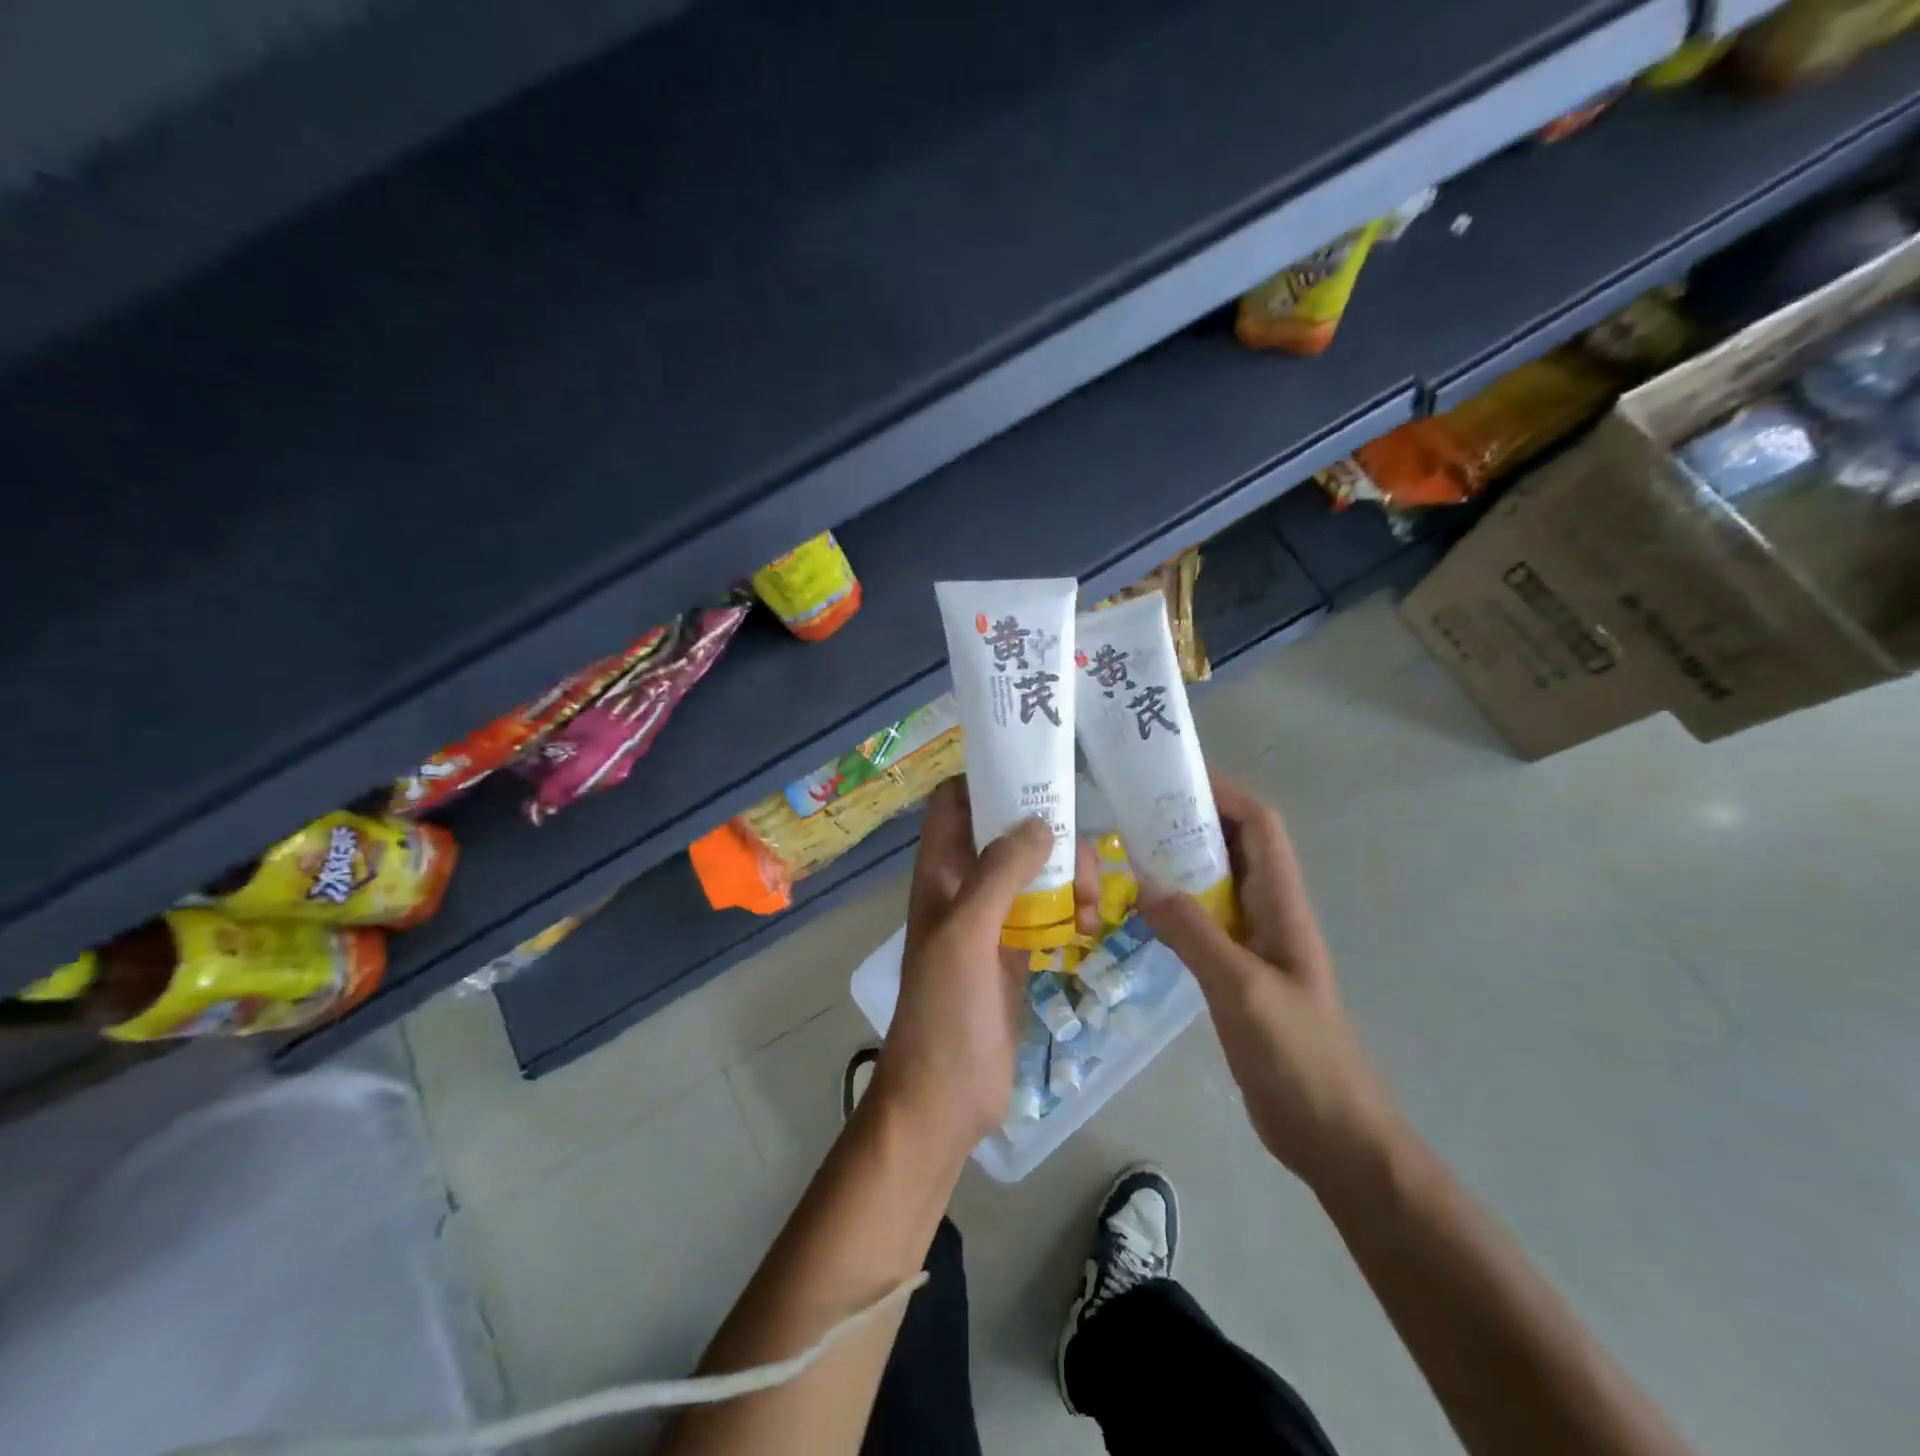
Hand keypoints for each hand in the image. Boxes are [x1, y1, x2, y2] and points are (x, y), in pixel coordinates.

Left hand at [872, 779, 1097, 1160]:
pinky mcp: (1017, 952)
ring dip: (1067, 877)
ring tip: (1089, 909)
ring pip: (1035, 871)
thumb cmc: (945, 1010)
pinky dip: (1071, 911)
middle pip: (1008, 833)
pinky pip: (1049, 912)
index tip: (1038, 774)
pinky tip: (1088, 929)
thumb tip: (1041, 822)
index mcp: (940, 873)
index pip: (956, 803)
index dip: (987, 780)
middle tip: (1082, 860)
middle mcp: (965, 887)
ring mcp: (992, 920)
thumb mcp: (966, 933)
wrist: (946, 1096)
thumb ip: (999, 873)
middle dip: (1048, 835)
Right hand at [1138, 776, 1402, 1195]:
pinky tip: (1139, 915)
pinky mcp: (1236, 975)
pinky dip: (1173, 907)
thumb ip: (1195, 934)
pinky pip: (1202, 924)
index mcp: (1281, 906)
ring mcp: (1253, 946)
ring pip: (1215, 884)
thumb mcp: (1243, 989)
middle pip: (1234, 847)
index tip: (1174, 779)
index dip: (1224, 794)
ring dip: (1179, 864)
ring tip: (1126, 854)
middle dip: (1191, 821)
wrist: (1333, 1136)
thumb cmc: (1299, 1057)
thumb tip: (1145, 882)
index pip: (1260, 827)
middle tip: (1134, 813)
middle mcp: (1268, 914)